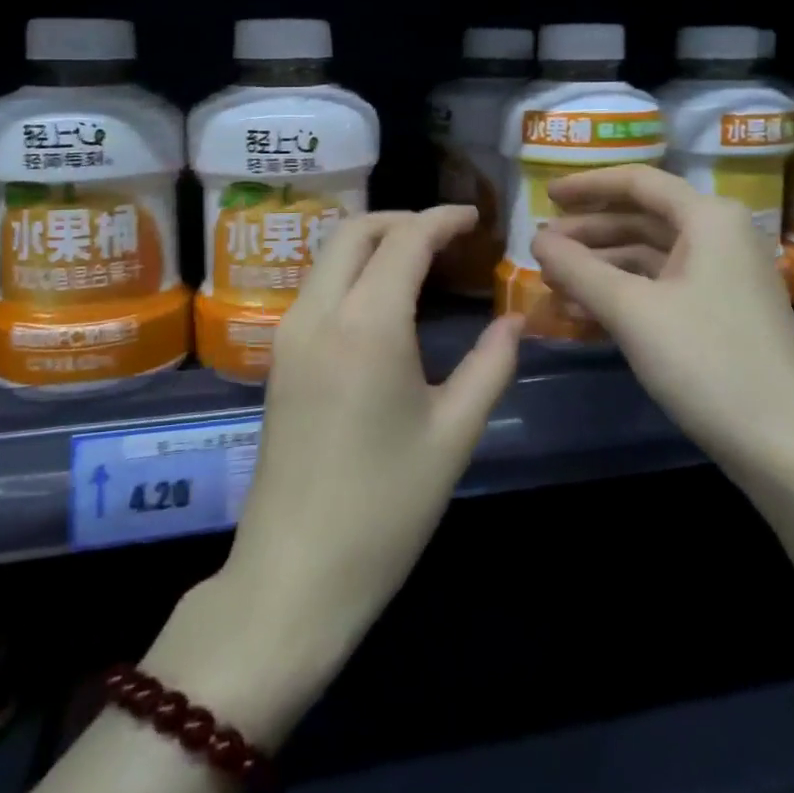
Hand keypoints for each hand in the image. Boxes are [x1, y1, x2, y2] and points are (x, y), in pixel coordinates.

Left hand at [148, 207, 520, 746]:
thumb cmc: (385, 508)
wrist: (295, 575)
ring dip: (376, 242)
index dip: (443, 219)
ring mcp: (290, 335)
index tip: (476, 218)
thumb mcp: (454, 435)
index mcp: (367, 325)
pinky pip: (319, 287)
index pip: (405, 240)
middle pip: (356, 231)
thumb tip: (514, 319)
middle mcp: (319, 314)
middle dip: (404, 219)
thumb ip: (491, 365)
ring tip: (424, 262)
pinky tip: (387, 300)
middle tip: (450, 236)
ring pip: (331, 255)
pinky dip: (354, 271)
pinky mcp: (280, 359)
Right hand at [529, 166, 793, 475]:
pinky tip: (584, 313)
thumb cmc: (706, 361)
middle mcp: (721, 236)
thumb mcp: (632, 311)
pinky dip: (624, 294)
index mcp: (709, 219)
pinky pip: (662, 287)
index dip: (587, 186)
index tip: (546, 196)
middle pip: (642, 219)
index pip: (638, 182)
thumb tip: (537, 238)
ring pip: (649, 257)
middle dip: (589, 234)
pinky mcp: (722, 313)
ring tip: (553, 283)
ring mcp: (724, 277)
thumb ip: (579, 269)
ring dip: (601, 268)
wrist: (783, 444)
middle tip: (541, 248)